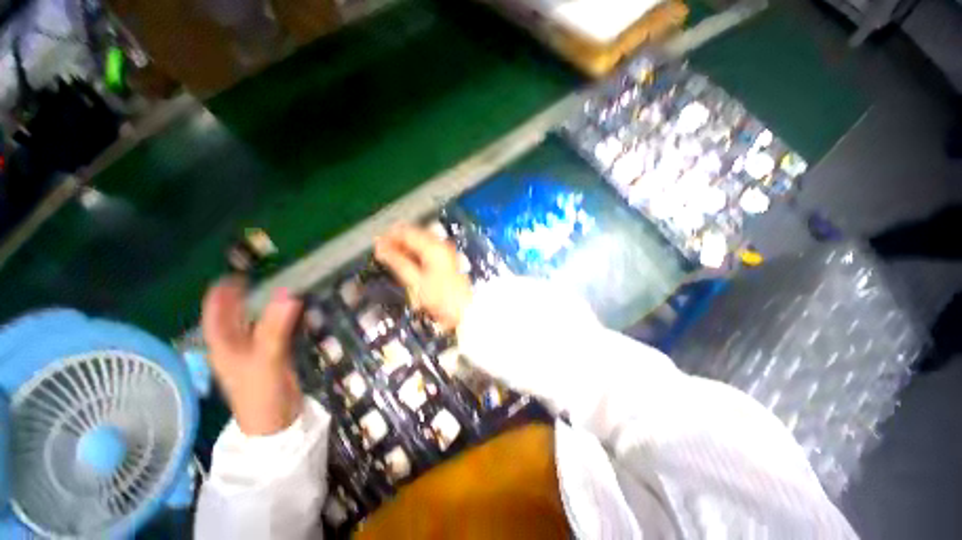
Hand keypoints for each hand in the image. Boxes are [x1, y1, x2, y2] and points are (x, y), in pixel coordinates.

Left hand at [202, 278, 303, 435]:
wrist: (276, 422)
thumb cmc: (260, 392)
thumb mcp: (266, 357)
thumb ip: (276, 326)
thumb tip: (289, 293)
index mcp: (223, 344)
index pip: (215, 312)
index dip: (222, 293)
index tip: (236, 274)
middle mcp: (234, 345)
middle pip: (234, 315)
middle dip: (244, 296)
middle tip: (264, 277)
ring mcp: (253, 351)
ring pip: (255, 322)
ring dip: (265, 306)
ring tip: (281, 288)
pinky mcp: (271, 355)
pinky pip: (273, 330)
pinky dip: (281, 318)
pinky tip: (293, 311)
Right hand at [374, 225, 472, 330]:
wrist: (464, 310)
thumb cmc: (440, 297)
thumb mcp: (415, 281)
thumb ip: (397, 261)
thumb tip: (380, 247)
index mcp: (433, 247)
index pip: (407, 233)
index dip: (389, 236)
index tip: (376, 244)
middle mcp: (441, 245)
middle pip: (414, 235)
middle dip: (397, 241)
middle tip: (382, 251)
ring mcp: (446, 252)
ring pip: (421, 241)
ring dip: (405, 246)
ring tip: (391, 256)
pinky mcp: (447, 260)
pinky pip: (427, 249)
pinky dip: (415, 252)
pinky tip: (407, 261)